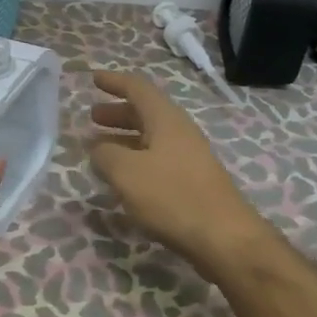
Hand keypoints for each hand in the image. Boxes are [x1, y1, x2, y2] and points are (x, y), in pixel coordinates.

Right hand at [89, 71, 265, 275]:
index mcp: (166, 119)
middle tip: (92, 117)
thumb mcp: (126, 173)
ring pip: (151, 138)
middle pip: (145, 112)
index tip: (94, 79)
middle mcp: (180, 132)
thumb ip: (105, 155)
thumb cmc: (172, 196)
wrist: (224, 238)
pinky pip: (158, 160)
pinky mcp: (192, 182)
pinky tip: (123, 179)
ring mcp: (189, 157)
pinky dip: (136, 160)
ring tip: (100, 149)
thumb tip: (97, 148)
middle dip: (117, 113)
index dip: (114, 81)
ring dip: (124, 138)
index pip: (138, 88)